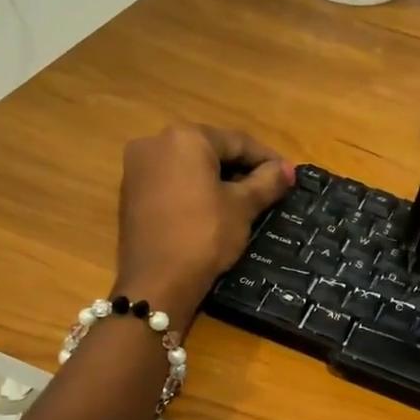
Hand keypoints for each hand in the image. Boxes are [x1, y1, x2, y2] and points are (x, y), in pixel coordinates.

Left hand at [116, 123, 291, 321]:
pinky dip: (194, 189)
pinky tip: (212, 209)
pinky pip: (171, 182)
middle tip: (268, 188)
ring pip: (189, 166)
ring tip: (244, 200)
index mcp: (185, 138)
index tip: (288, 175)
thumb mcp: (242, 207)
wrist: (157, 281)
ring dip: (217, 179)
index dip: (267, 158)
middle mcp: (155, 143)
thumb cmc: (205, 235)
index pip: (237, 141)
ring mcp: (137, 168)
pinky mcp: (130, 193)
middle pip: (210, 150)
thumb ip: (267, 182)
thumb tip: (288, 169)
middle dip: (240, 167)